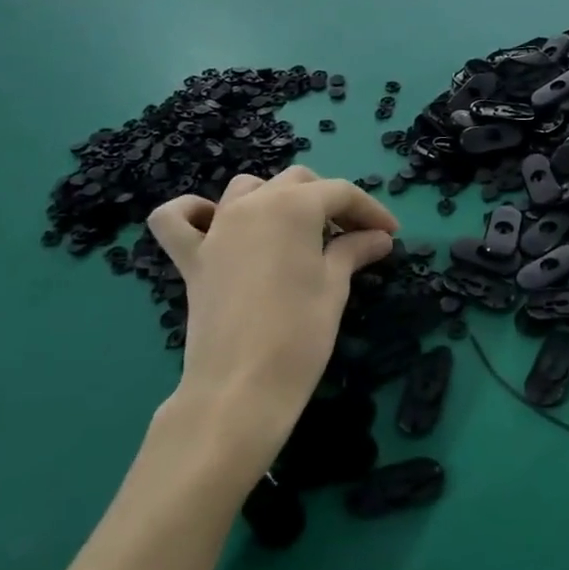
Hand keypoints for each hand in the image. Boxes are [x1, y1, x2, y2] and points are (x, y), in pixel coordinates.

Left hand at [147, 167, 397, 457]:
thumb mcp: (335, 287)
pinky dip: (194, 212)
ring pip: (248, 188)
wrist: (241, 386)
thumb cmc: (300, 333)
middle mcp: (252, 204)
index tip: (391, 234)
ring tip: (299, 230)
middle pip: (299, 183)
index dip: (371, 210)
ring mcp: (216, 228)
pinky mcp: (192, 258)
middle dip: (331, 202)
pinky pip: (177, 219)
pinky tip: (214, 222)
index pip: (340, 193)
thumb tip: (379, 237)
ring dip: (278, 198)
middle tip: (356, 235)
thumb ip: (354, 251)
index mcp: (293, 206)